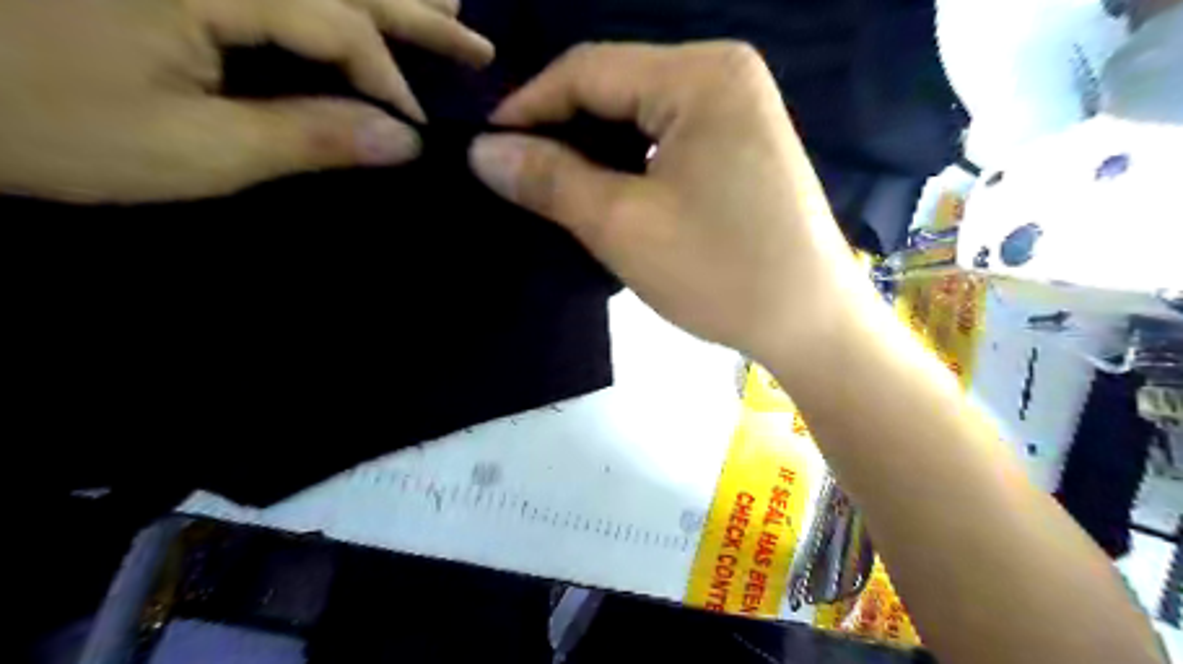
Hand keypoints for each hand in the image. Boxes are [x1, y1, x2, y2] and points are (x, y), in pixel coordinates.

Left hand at [0, 0, 492, 202]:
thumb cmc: (36, 122)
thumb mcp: (195, 152)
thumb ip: (310, 137)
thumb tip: (404, 142)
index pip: (342, 24)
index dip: (390, 80)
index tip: (419, 128)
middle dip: (417, 10)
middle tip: (476, 41)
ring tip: (444, 3)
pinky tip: (352, 5)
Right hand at [466, 42, 866, 373]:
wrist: (812, 324)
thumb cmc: (721, 272)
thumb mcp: (623, 225)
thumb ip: (549, 179)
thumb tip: (482, 150)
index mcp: (701, 75)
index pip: (588, 70)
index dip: (527, 106)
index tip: (485, 149)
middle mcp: (724, 75)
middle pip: (616, 89)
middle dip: (561, 132)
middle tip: (517, 177)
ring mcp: (739, 110)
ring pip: (639, 118)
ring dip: (593, 151)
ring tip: (554, 190)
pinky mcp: (742, 146)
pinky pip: (667, 140)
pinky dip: (628, 164)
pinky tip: (607, 193)